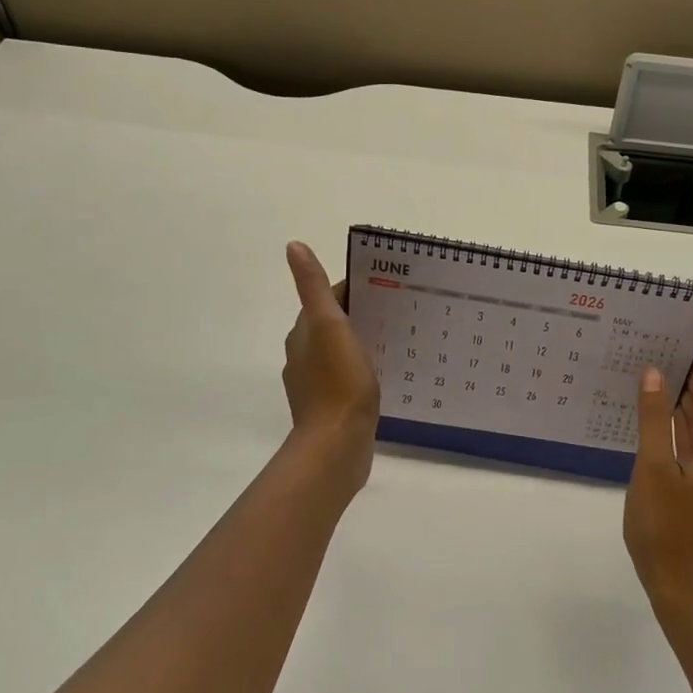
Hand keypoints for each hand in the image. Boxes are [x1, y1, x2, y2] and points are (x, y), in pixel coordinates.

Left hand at [282, 242, 379, 489]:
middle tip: (400, 311)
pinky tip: (385, 374)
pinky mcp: (331, 408)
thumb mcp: (329, 326)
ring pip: (340, 352)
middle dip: (361, 314)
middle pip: (333, 324)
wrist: (336, 446)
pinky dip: (363, 370)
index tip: (388, 285)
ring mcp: (316, 384)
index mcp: (303, 334)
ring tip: (397, 339)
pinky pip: (348, 378)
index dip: (356, 289)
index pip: (328, 298)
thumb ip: (313, 288)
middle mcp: (304, 356)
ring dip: (363, 342)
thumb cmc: (338, 383)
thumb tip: (293, 246)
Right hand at [623, 341, 692, 607]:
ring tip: (656, 367)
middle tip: (665, 344)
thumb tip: (655, 372)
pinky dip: (677, 422)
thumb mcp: (653, 469)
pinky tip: (653, 411)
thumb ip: (654, 419)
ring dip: (685, 396)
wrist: (680, 589)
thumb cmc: (667, 528)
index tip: (692, 334)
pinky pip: (692, 442)